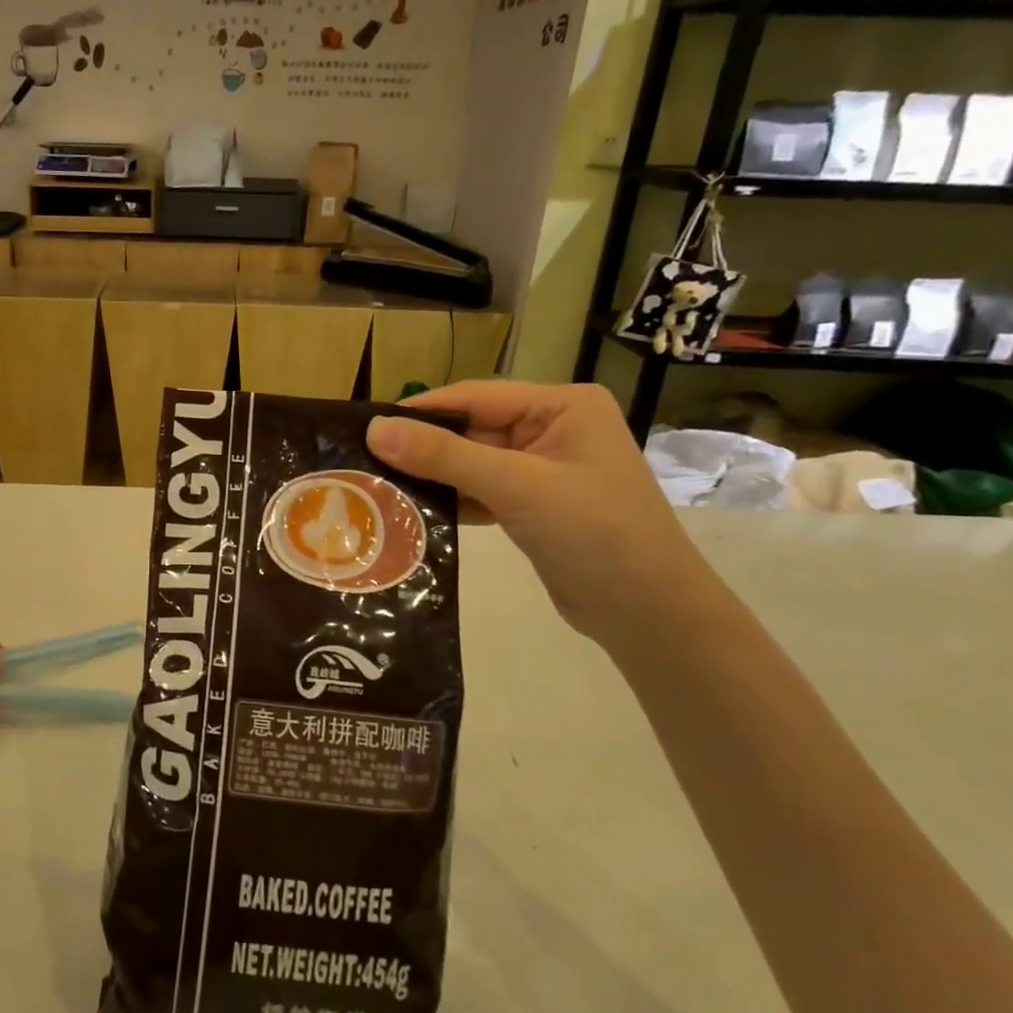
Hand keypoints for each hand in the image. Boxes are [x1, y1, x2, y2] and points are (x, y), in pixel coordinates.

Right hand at [366, 382, 722, 644]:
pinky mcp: (534, 506)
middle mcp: (553, 429)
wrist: (649, 615)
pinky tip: (412, 512)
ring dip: (433, 477)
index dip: (421, 411)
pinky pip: (482, 492)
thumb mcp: (516, 487)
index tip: (365, 426)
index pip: (476, 397)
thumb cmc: (594, 534)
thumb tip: (374, 429)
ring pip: (472, 463)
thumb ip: (444, 456)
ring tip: (376, 486)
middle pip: (472, 430)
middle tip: (362, 462)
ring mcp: (544, 470)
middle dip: (423, 448)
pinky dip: (452, 501)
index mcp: (562, 406)